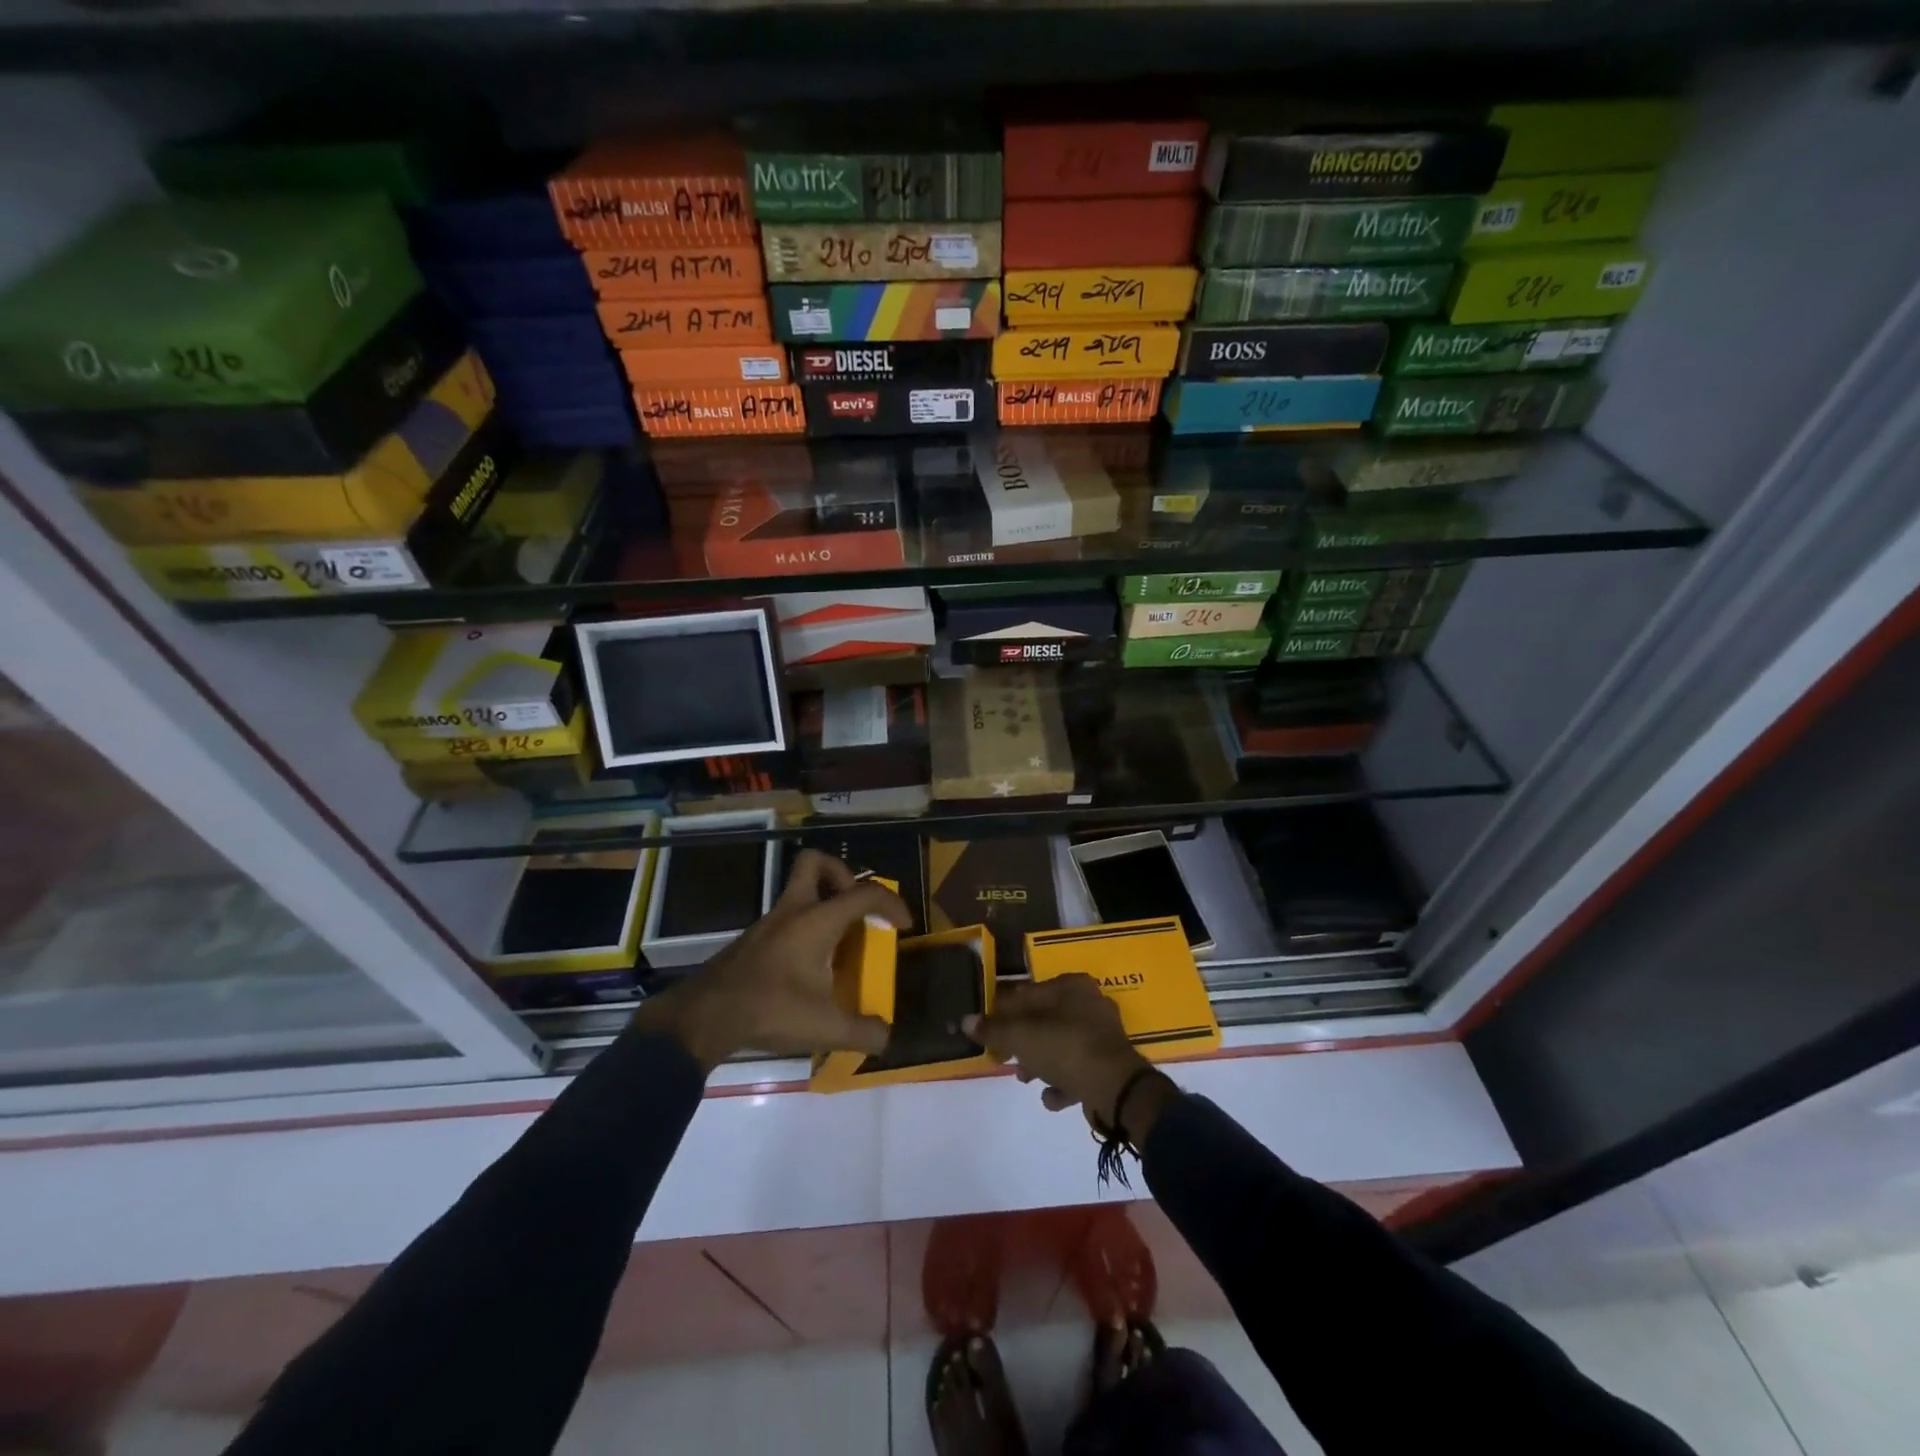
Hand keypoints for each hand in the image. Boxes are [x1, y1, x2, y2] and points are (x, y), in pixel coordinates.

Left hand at [632, 848, 911, 1071]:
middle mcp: (793, 911)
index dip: (891, 903)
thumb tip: (886, 1036)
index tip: (902, 926)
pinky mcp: (753, 940)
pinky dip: (804, 926)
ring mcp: (769, 923)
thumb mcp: (826, 1027)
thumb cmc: (771, 1010)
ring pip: (798, 890)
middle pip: (815, 862)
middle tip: (855, 905)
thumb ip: (863, 1032)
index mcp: (817, 921)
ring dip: (822, 903)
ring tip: (838, 940)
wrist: (705, 1017)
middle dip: (841, 873)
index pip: (864, 893)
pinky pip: (787, 916)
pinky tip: (809, 964)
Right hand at [963, 975, 1177, 1141]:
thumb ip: (993, 1029)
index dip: (1003, 1012)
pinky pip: (1078, 1069)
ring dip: (1040, 1062)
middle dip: (1022, 1040)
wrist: (1115, 1089)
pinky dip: (1063, 1082)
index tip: (987, 1032)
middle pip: (1044, 1020)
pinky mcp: (1111, 1064)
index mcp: (1071, 986)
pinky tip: (1051, 1097)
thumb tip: (966, 1022)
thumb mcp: (1021, 1036)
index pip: (1028, 993)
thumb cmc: (1064, 1048)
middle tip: (1003, 1057)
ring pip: (1060, 1045)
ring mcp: (1103, 1035)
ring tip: (1026, 1079)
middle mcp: (1090, 1003)